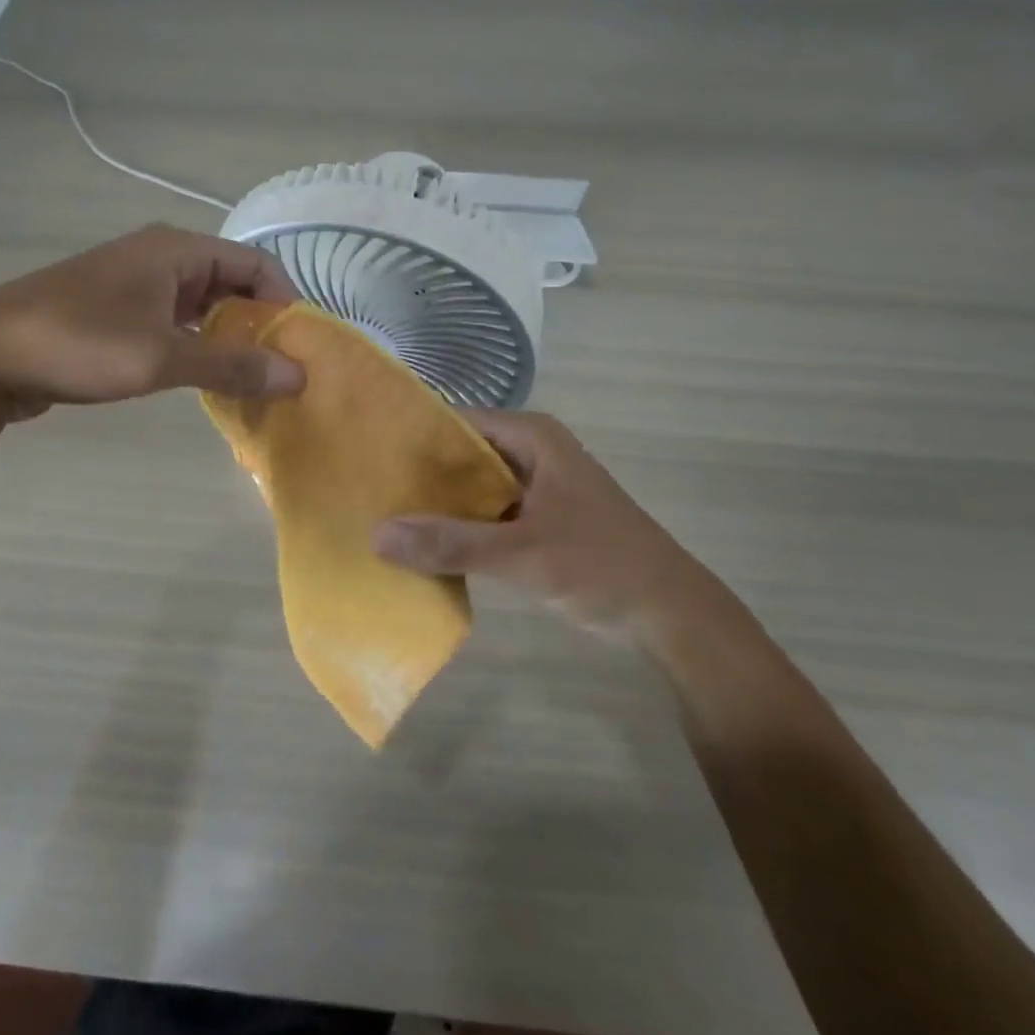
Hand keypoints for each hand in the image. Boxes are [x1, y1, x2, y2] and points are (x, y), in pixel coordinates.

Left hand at [0, 225, 304, 420]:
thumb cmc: (78, 344)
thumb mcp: (160, 357)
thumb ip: (232, 365)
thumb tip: (297, 375)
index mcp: (176, 250)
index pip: (255, 264)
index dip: (284, 302)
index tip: (298, 348)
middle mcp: (160, 257)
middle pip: (232, 283)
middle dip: (259, 323)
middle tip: (279, 370)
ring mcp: (135, 283)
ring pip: (203, 305)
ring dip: (228, 337)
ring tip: (251, 379)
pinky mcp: (116, 311)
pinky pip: (175, 321)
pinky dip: (197, 345)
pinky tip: (205, 379)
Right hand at [373, 411, 715, 644]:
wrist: (670, 613)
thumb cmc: (601, 565)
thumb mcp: (522, 554)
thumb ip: (451, 543)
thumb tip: (377, 534)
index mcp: (532, 437)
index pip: (457, 421)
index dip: (413, 434)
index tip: (367, 453)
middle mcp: (530, 452)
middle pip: (461, 453)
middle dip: (420, 474)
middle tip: (364, 489)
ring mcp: (534, 487)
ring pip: (472, 487)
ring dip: (437, 504)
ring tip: (379, 515)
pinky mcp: (536, 519)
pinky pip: (485, 514)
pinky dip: (459, 527)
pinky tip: (420, 545)